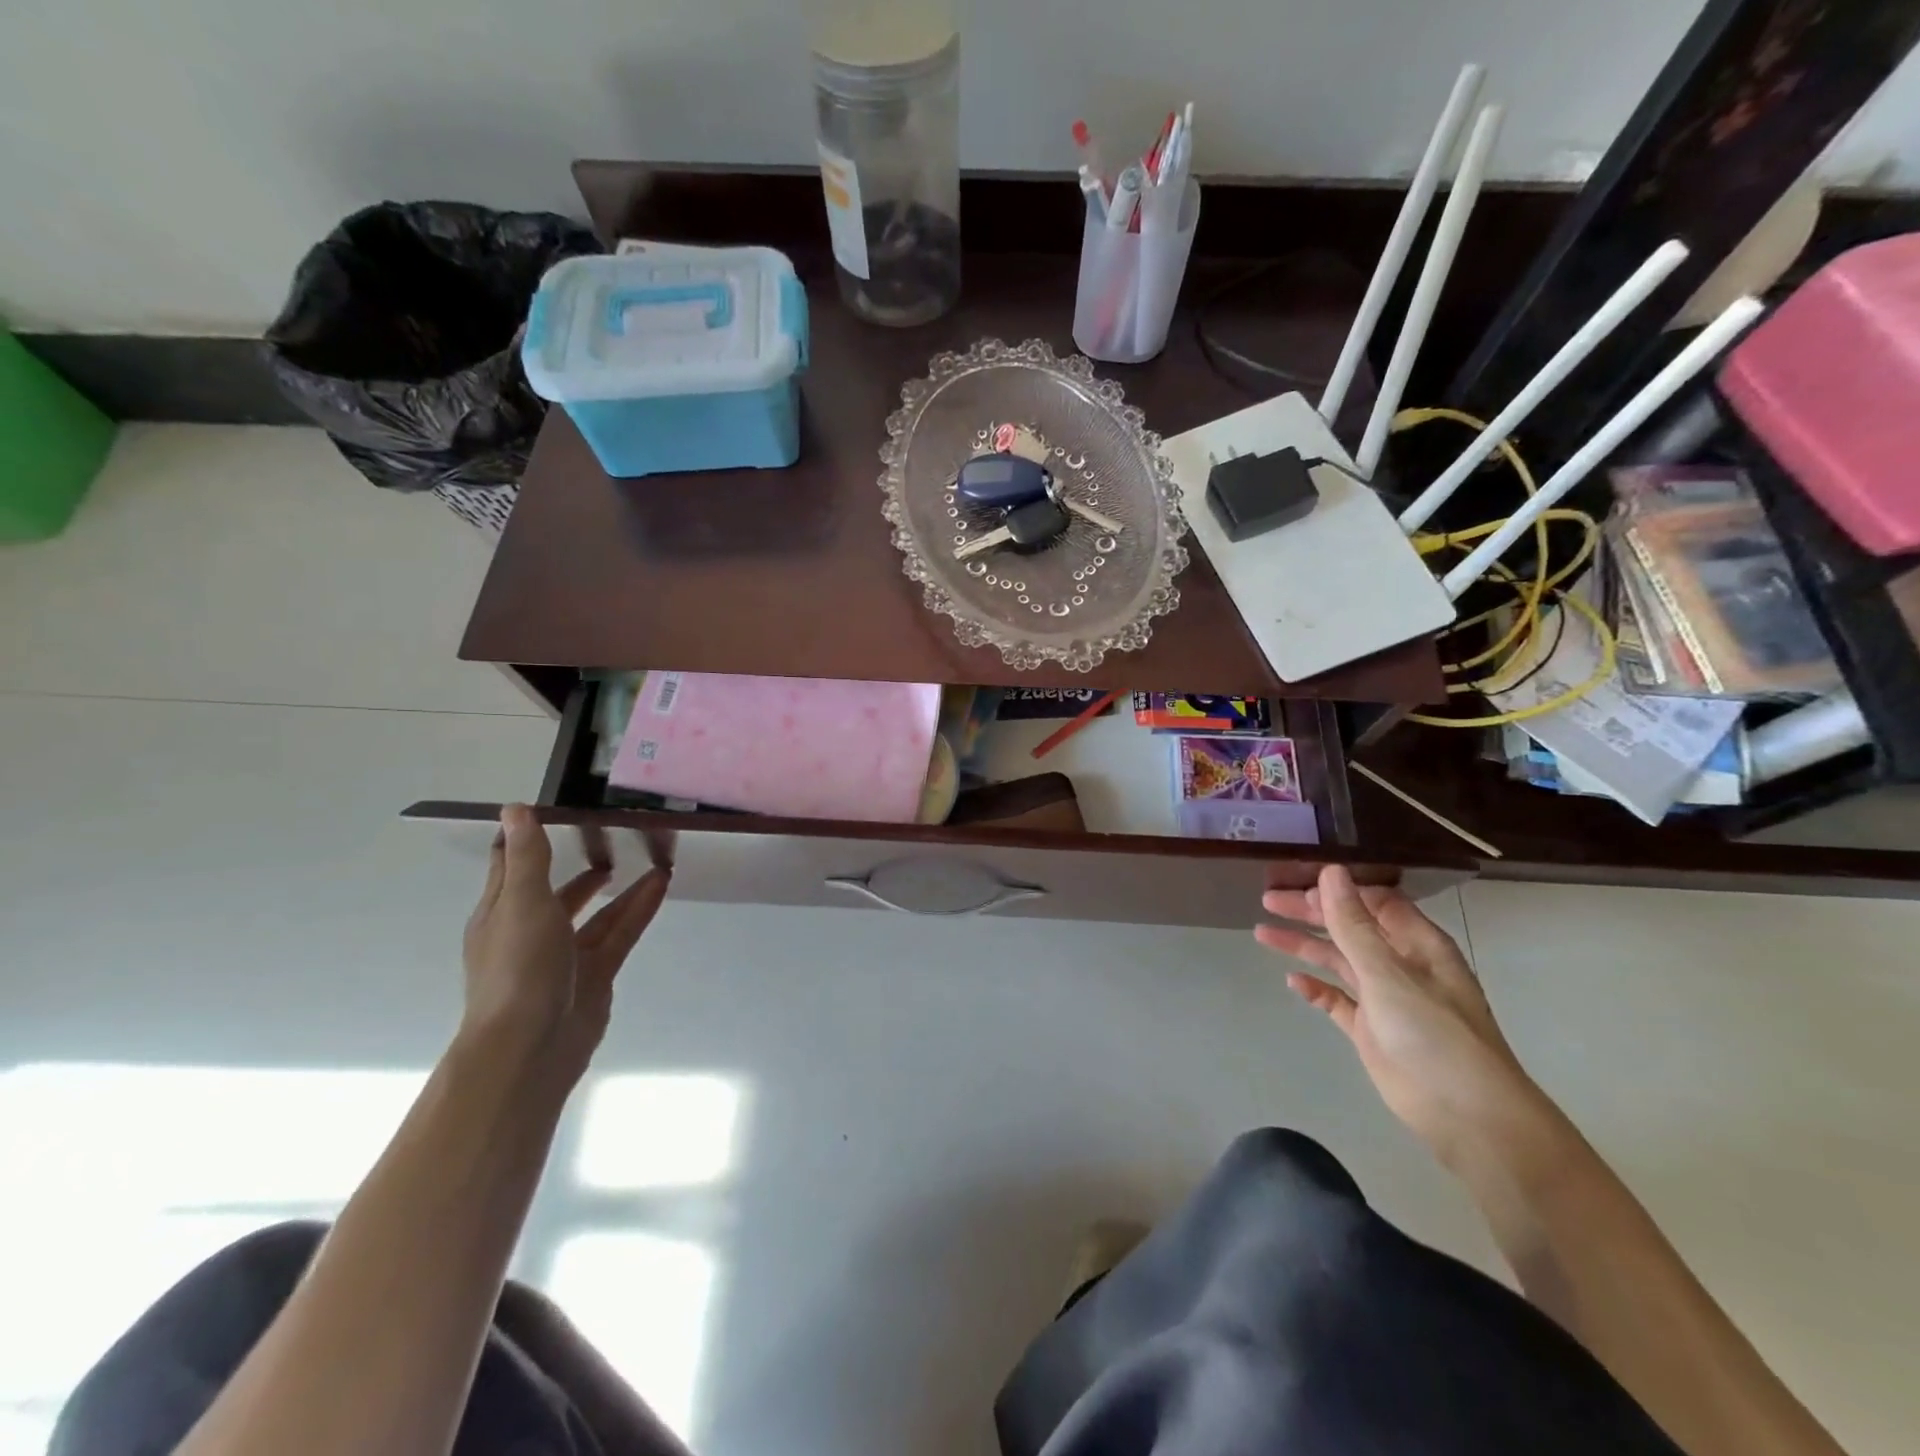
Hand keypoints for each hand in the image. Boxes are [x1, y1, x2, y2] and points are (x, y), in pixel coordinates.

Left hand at [461, 805, 670, 1081]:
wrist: (532, 1046)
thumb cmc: (519, 968)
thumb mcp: (523, 902)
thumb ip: (527, 857)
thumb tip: (514, 808)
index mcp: (501, 913)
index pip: (512, 865)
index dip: (529, 837)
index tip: (557, 808)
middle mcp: (530, 931)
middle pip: (557, 890)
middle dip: (580, 865)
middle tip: (613, 835)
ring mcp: (564, 956)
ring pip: (596, 912)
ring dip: (620, 887)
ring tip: (649, 858)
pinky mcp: (595, 974)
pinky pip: (620, 933)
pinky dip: (639, 909)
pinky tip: (660, 886)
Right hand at [1257, 865, 1544, 1166]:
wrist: (1466, 1116)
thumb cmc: (1434, 1034)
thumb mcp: (1388, 972)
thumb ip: (1353, 924)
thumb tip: (1330, 871)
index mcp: (1416, 943)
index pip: (1374, 901)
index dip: (1337, 888)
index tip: (1295, 878)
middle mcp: (1401, 964)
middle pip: (1350, 927)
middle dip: (1310, 912)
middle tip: (1267, 901)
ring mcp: (1385, 998)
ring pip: (1338, 960)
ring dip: (1304, 945)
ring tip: (1262, 933)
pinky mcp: (1371, 1029)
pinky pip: (1338, 999)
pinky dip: (1316, 988)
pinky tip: (1292, 981)